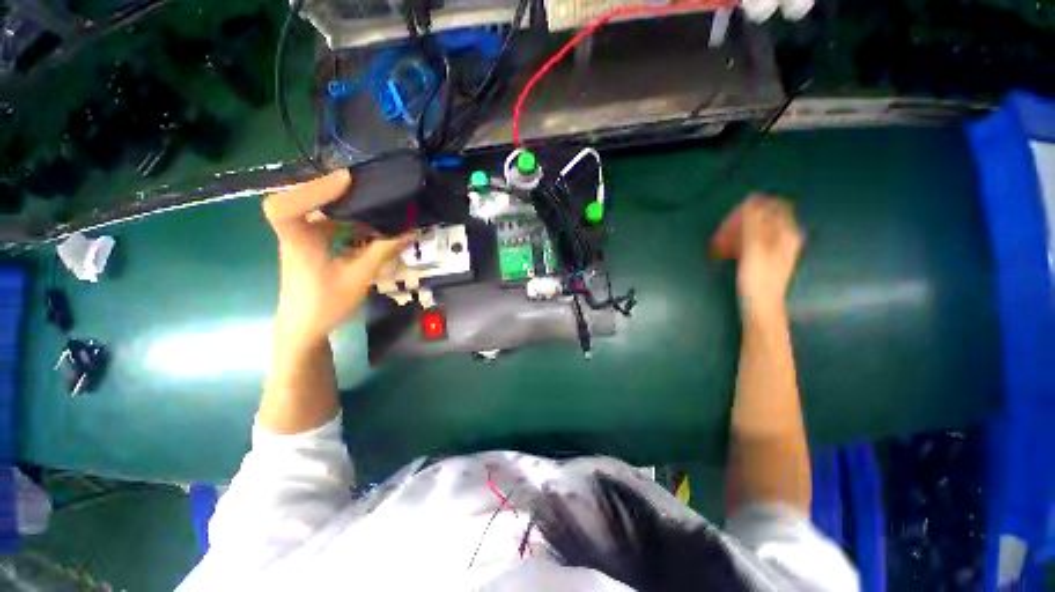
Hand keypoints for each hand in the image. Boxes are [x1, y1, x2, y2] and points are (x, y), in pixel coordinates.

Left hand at [262, 169, 407, 346]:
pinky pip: (327, 224)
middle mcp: (295, 233)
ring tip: (374, 203)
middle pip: (303, 199)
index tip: (347, 181)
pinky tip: (369, 227)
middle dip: (334, 190)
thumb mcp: (358, 278)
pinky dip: (348, 221)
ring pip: (318, 211)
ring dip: (345, 206)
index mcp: (297, 242)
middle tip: (365, 185)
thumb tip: (409, 232)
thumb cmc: (326, 305)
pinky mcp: (311, 244)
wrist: (304, 327)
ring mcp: (302, 238)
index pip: (285, 207)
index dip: (312, 189)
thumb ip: (381, 252)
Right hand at [710, 194, 803, 316]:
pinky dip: (741, 240)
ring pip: (758, 229)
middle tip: (725, 229)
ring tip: (724, 239)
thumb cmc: (757, 279)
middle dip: (744, 219)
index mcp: (787, 232)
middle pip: (765, 217)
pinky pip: (754, 240)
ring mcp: (778, 248)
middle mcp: (786, 237)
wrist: (761, 306)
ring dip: (740, 230)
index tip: (734, 215)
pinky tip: (730, 249)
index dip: (754, 206)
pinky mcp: (768, 258)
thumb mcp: (754, 249)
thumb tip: (752, 200)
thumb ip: (754, 223)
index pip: (774, 206)